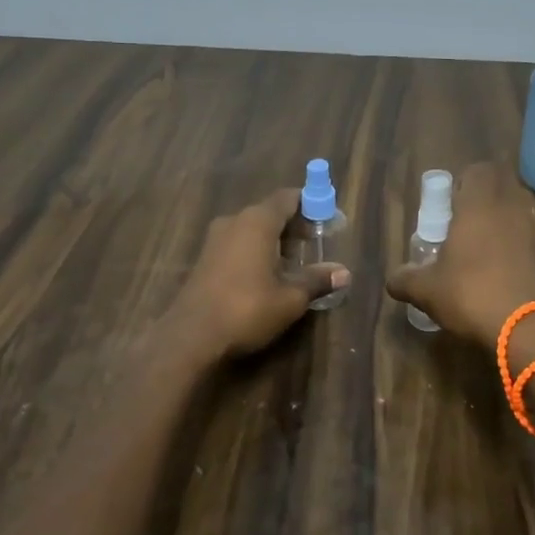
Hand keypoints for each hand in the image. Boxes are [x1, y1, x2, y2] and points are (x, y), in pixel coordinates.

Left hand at [164, 188, 348, 363]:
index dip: (310, 204)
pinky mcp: (205, 258)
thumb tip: (343, 273)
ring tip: (295, 262)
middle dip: (294, 224)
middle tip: (315, 243)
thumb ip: (316, 280)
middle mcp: (235, 221)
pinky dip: (256, 250)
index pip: (288, 197)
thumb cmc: (247, 309)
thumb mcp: (290, 298)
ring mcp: (215, 239)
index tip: (327, 218)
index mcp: (258, 221)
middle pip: (270, 211)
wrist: (191, 336)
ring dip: (274, 239)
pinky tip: (267, 274)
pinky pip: (238, 243)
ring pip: (252, 228)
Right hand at [385, 163, 534, 348]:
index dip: (464, 182)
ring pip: (517, 213)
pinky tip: (500, 275)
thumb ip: (405, 279)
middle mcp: (509, 210)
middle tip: (462, 225)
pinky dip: (516, 249)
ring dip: (501, 224)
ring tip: (479, 252)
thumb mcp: (426, 290)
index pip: (479, 170)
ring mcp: (534, 233)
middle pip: (501, 187)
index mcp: (479, 206)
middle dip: (483, 201)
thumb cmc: (470, 294)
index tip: (449, 204)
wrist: (527, 329)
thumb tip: (392, 281)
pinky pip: (529, 240)